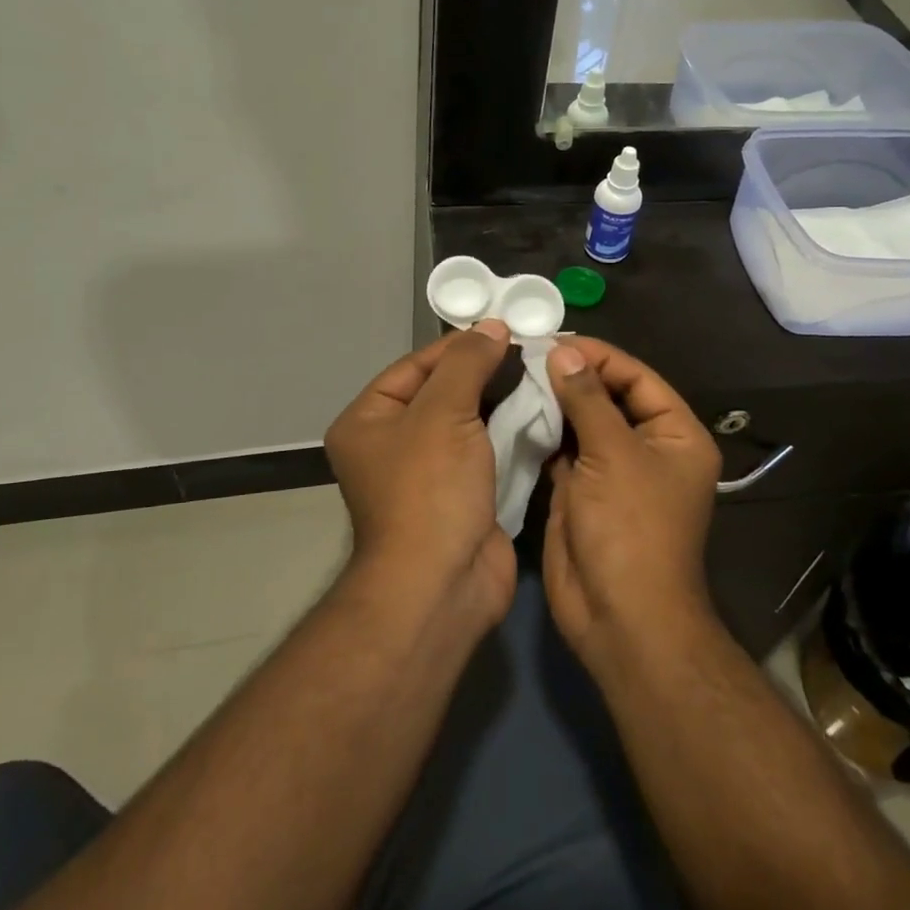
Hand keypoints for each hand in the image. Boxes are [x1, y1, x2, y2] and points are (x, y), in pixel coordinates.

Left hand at [324, 321, 517, 626]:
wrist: (443, 584)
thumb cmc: (429, 489)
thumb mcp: (443, 411)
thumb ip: (467, 363)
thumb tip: (491, 325)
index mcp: (368, 421)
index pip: (414, 367)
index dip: (457, 346)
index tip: (501, 329)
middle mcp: (391, 445)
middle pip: (442, 393)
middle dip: (483, 372)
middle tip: (528, 349)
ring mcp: (428, 475)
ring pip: (468, 423)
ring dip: (501, 402)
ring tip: (541, 373)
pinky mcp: (461, 497)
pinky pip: (485, 452)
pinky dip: (510, 433)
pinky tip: (541, 412)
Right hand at [542, 337, 722, 672]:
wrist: (620, 616)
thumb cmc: (630, 528)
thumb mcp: (613, 454)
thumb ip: (587, 398)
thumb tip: (563, 350)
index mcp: (675, 434)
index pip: (636, 378)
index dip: (598, 356)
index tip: (554, 340)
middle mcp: (646, 448)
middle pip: (608, 397)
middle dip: (572, 376)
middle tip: (526, 353)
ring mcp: (612, 471)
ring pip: (582, 422)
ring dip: (554, 401)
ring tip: (514, 373)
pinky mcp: (581, 491)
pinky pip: (562, 450)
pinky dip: (542, 431)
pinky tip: (513, 410)